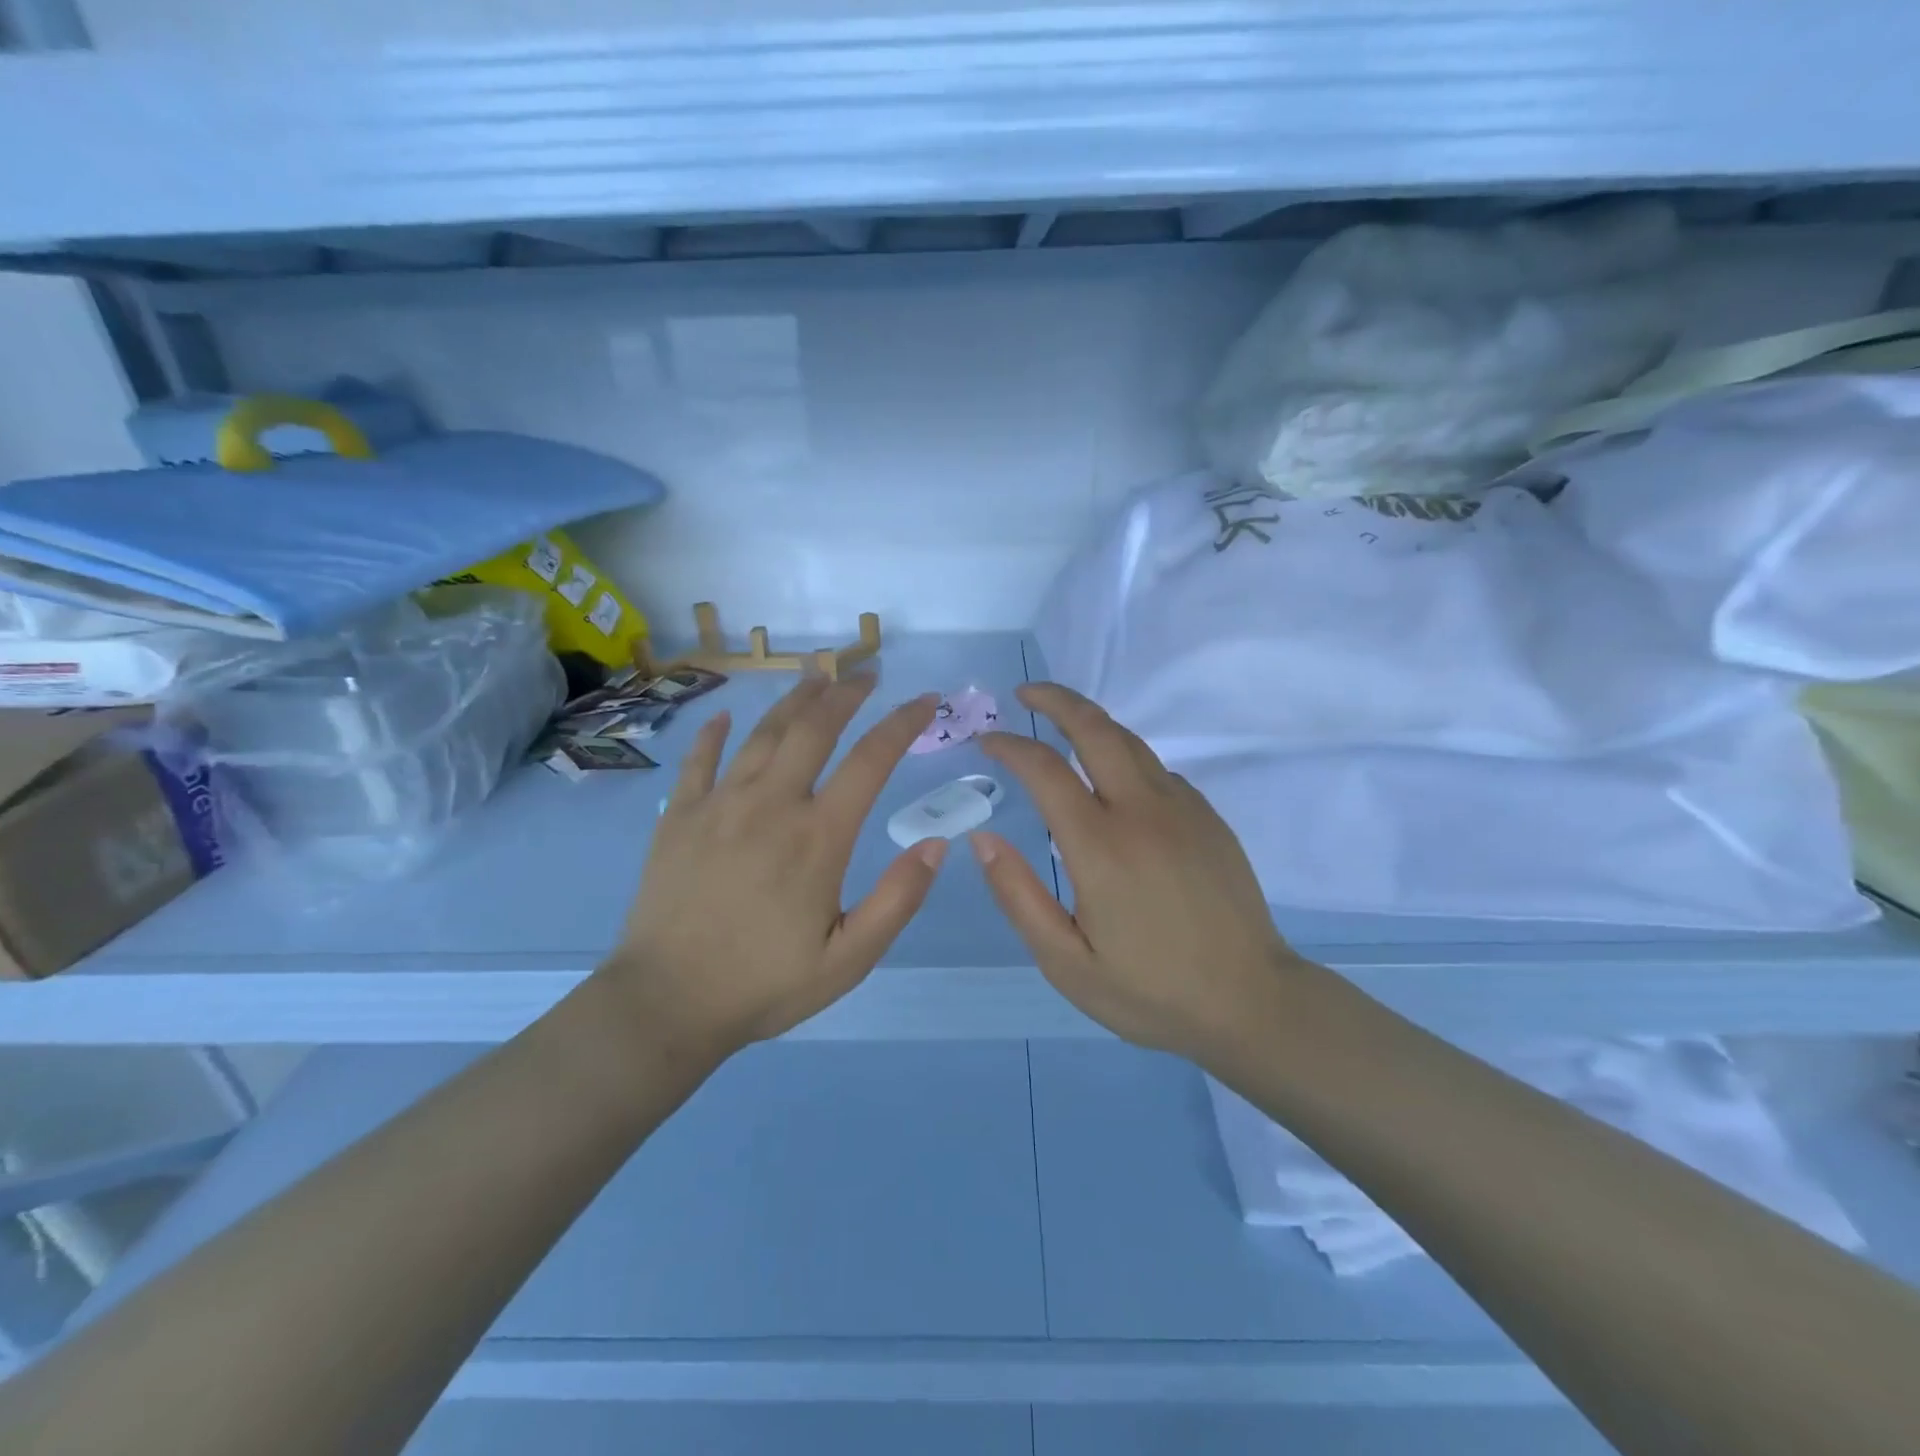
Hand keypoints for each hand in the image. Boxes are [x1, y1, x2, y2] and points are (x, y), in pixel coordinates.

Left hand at [601, 676, 943, 1057]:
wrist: (666, 1004)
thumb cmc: (764, 984)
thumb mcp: (849, 959)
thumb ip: (898, 900)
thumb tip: (938, 844)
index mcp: (818, 836)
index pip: (871, 760)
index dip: (903, 724)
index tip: (925, 700)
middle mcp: (771, 804)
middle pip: (814, 728)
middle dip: (846, 693)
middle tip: (866, 675)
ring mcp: (719, 804)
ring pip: (763, 733)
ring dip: (794, 699)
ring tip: (815, 675)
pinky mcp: (679, 816)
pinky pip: (700, 760)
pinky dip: (716, 733)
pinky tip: (727, 717)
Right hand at [972, 683, 1301, 1059]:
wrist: (1252, 1003)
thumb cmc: (1150, 991)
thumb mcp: (1066, 962)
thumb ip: (1019, 896)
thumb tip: (984, 839)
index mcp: (1101, 846)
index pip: (1045, 770)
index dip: (1011, 746)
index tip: (987, 741)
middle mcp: (1143, 812)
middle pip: (1096, 730)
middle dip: (1057, 701)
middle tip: (1025, 694)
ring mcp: (1183, 809)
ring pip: (1131, 742)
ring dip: (1091, 722)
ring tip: (1062, 723)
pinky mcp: (1208, 819)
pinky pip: (1158, 770)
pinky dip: (1125, 757)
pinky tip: (1113, 781)